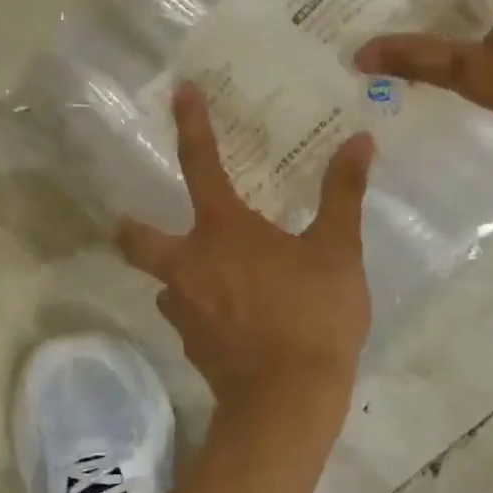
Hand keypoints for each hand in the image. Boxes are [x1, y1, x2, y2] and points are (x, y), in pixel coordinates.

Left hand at [117, 85, 374, 410]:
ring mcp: (186, 311)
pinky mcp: (193, 347)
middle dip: (132, 226)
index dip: (191, 125)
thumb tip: (360, 141)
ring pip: (167, 282)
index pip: (200, 164)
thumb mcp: (338, 252)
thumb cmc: (313, 316)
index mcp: (223, 231)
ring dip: (181, 274)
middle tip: (140, 220)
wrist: (288, 400)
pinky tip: (233, 319)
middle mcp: (190, 265)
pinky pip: (190, 317)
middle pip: (137, 239)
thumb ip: (343, 194)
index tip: (179, 92)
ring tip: (215, 278)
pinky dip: (204, 310)